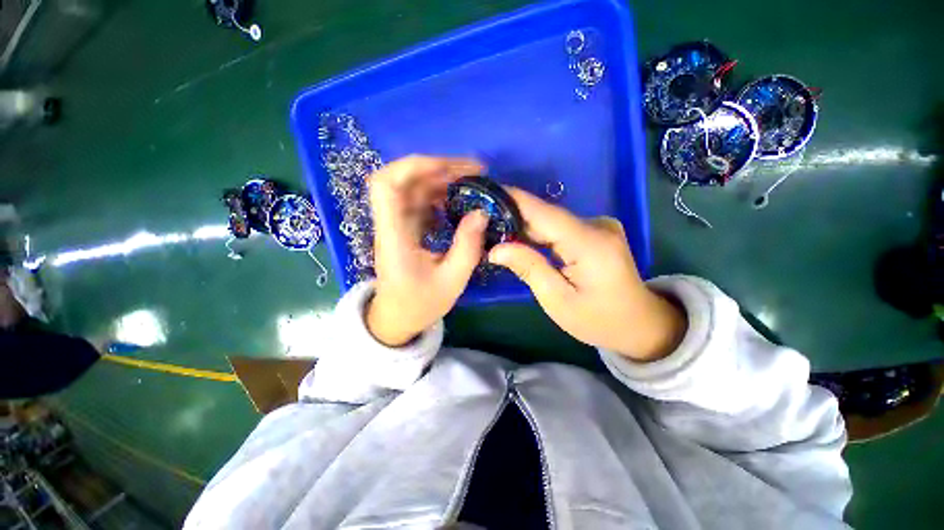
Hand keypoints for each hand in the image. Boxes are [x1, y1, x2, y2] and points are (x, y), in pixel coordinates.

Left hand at [366, 155, 487, 346]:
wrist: (397, 318)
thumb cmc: (420, 304)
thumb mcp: (452, 280)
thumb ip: (467, 246)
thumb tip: (482, 212)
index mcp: (394, 237)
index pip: (387, 185)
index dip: (416, 166)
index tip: (452, 169)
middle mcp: (390, 224)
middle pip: (401, 178)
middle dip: (437, 168)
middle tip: (473, 172)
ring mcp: (396, 225)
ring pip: (412, 187)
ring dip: (440, 179)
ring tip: (471, 184)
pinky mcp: (404, 228)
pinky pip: (419, 201)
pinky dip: (439, 195)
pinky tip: (458, 202)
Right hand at [488, 189, 685, 361]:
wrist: (641, 324)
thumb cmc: (598, 320)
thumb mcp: (558, 301)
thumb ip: (528, 268)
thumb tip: (496, 249)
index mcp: (589, 243)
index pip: (543, 212)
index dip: (512, 200)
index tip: (484, 193)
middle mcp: (597, 225)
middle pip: (545, 215)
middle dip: (512, 216)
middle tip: (480, 222)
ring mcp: (599, 226)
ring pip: (550, 221)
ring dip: (523, 226)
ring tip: (493, 231)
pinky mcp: (596, 231)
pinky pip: (559, 228)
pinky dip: (538, 233)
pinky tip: (519, 240)